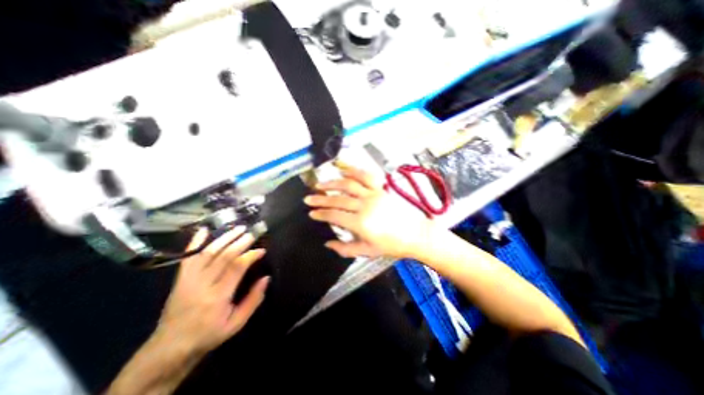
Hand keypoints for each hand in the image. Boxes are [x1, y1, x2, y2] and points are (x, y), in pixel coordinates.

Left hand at [155, 227, 269, 355]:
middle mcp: (201, 284)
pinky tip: (203, 230)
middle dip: (240, 242)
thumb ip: (253, 300)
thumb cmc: (209, 334)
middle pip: (223, 256)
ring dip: (224, 238)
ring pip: (207, 253)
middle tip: (253, 233)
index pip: (236, 267)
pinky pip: (188, 257)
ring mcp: (188, 280)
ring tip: (238, 228)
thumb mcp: (236, 323)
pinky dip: (195, 242)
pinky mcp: (180, 278)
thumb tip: (266, 278)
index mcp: (217, 297)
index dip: (250, 255)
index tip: (262, 250)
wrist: (170, 347)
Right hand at [305, 166, 438, 259]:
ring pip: (349, 185)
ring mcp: (374, 194)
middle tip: (308, 198)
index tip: (311, 213)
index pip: (334, 215)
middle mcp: (365, 205)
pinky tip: (343, 170)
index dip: (320, 214)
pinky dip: (354, 171)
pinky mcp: (381, 188)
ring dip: (332, 183)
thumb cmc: (392, 245)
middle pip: (338, 199)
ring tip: (320, 184)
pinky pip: (366, 176)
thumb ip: (345, 249)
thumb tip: (327, 244)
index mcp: (361, 223)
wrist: (416, 234)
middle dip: (320, 199)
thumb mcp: (367, 251)